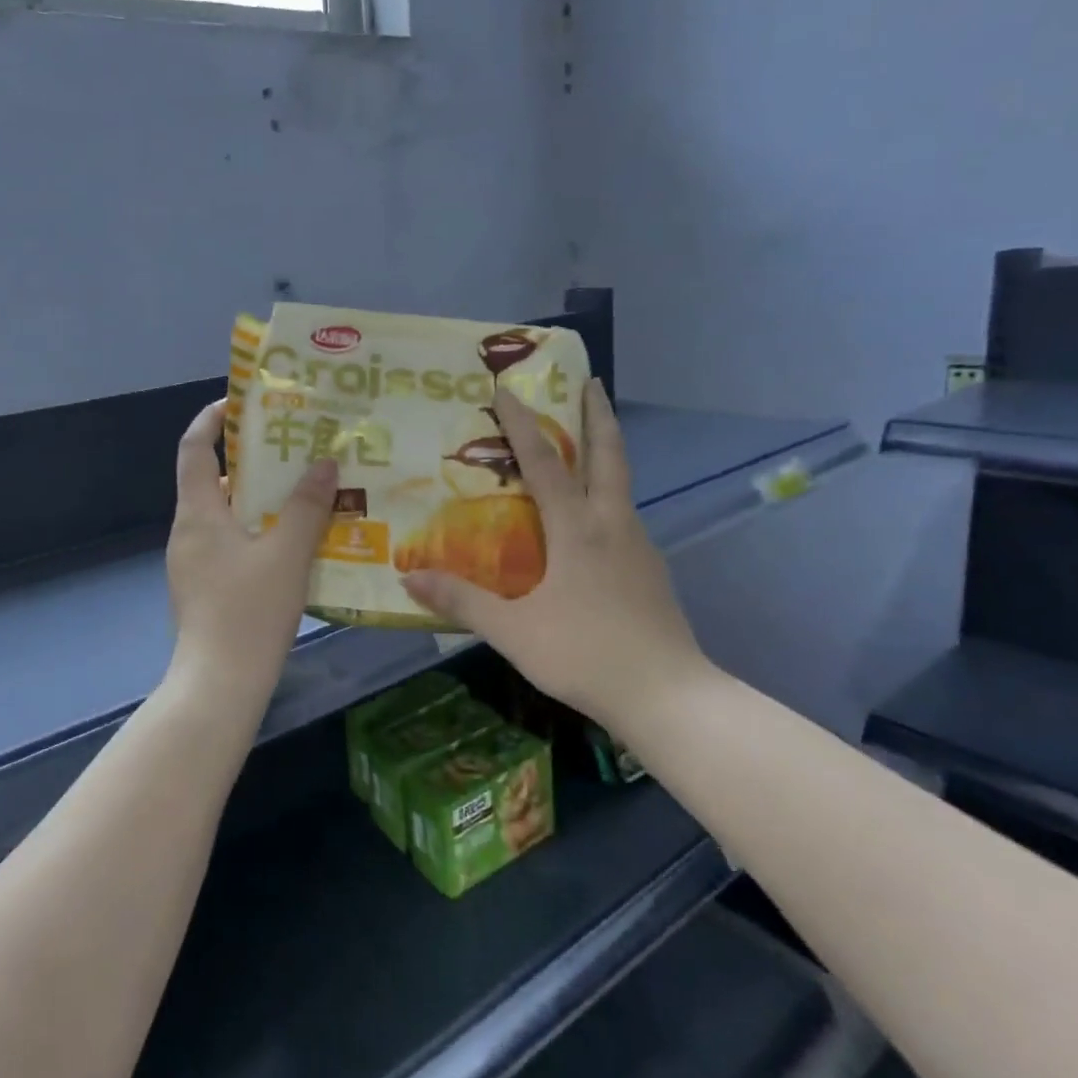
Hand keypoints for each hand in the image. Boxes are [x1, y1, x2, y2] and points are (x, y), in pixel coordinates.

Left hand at [167, 399, 338, 693]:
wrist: (219, 685)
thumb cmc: (249, 612)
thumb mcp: (287, 554)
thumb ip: (306, 506)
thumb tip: (325, 463)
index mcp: (197, 513)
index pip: (194, 448)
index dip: (212, 419)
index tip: (241, 402)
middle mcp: (188, 532)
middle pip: (213, 480)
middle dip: (251, 461)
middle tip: (295, 450)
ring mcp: (193, 563)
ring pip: (225, 515)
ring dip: (259, 500)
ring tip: (304, 493)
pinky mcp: (205, 588)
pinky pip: (230, 543)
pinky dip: (257, 531)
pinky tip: (294, 543)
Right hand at [401, 381, 704, 727]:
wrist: (667, 696)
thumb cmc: (585, 654)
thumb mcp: (513, 631)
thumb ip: (462, 602)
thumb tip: (409, 578)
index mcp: (577, 529)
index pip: (545, 462)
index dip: (523, 423)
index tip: (508, 389)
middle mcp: (612, 524)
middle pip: (608, 454)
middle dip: (597, 414)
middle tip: (590, 382)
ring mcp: (638, 546)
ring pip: (621, 484)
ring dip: (604, 453)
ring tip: (582, 446)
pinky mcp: (651, 571)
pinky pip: (623, 517)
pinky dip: (606, 496)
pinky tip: (591, 521)